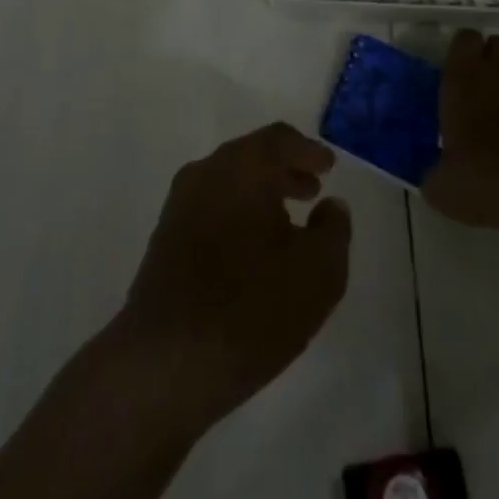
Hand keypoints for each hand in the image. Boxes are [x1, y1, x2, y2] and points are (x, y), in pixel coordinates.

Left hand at [113, 123, 351, 432]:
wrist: (167, 360)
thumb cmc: (253, 307)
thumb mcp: (319, 272)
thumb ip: (333, 230)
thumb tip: (331, 206)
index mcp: (244, 165)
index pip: (280, 139)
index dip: (308, 150)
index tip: (328, 166)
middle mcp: (208, 171)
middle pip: (252, 157)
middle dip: (284, 171)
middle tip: (312, 191)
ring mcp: (180, 203)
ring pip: (229, 183)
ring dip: (260, 195)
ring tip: (287, 224)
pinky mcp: (164, 237)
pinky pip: (211, 208)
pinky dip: (237, 215)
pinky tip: (253, 250)